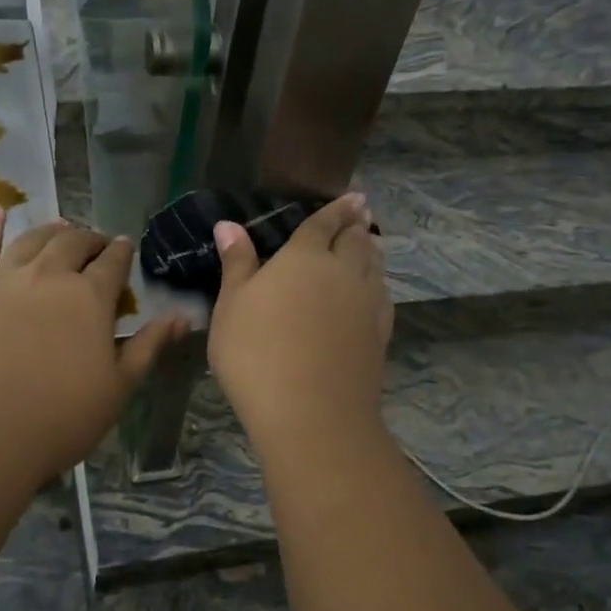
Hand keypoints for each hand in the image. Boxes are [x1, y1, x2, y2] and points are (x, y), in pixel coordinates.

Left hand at [0, 207, 185, 486]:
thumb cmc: (60, 417)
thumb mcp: (118, 386)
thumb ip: (149, 345)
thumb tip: (183, 316)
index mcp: (90, 297)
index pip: (112, 262)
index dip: (121, 251)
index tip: (125, 246)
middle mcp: (49, 275)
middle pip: (73, 243)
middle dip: (89, 238)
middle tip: (95, 243)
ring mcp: (4, 279)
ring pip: (31, 240)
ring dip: (50, 230)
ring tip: (60, 227)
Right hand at [208, 194, 392, 450]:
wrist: (311, 412)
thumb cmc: (257, 353)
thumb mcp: (232, 306)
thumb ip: (237, 263)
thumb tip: (228, 224)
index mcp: (305, 257)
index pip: (323, 224)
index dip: (336, 209)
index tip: (352, 197)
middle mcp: (342, 272)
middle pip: (356, 240)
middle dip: (357, 223)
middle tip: (362, 211)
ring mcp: (366, 303)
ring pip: (375, 265)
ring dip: (372, 249)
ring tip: (370, 241)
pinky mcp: (379, 334)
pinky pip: (382, 295)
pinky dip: (379, 282)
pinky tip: (374, 289)